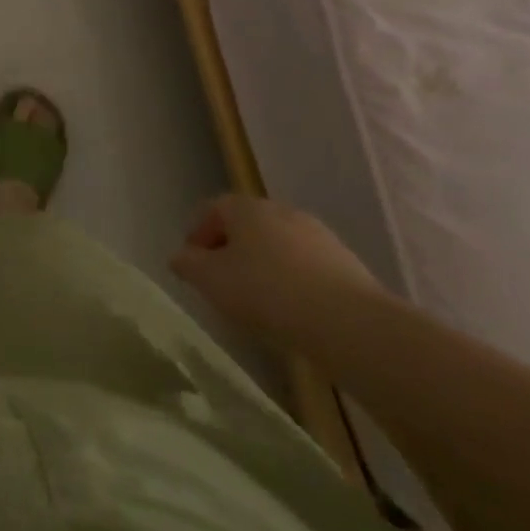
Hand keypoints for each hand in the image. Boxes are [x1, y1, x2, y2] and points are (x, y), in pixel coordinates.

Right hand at [171, 194, 381, 348]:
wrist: (349, 323)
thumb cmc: (266, 292)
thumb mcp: (211, 281)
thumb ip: (189, 265)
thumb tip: (181, 257)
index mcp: (246, 207)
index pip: (213, 209)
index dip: (197, 233)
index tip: (192, 265)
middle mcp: (281, 211)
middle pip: (247, 225)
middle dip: (231, 250)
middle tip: (221, 282)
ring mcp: (318, 235)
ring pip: (278, 245)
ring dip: (263, 266)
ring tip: (257, 302)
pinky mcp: (346, 264)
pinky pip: (306, 267)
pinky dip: (293, 282)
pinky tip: (292, 312)